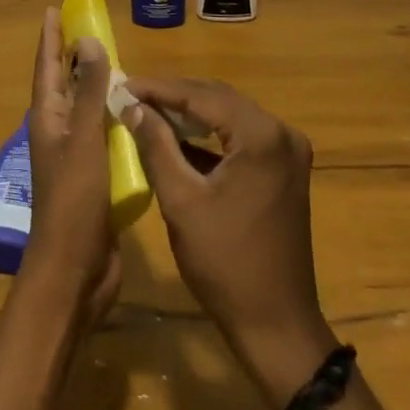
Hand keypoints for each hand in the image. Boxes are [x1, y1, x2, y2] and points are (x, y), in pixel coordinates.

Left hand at [19, 9, 119, 330]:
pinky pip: (105, 135)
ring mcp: (76, 156)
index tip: (55, 10)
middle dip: (74, 56)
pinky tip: (137, 114)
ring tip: (119, 63)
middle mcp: (59, 132)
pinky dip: (116, 118)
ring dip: (98, 86)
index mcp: (48, 119)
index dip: (50, 39)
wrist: (75, 270)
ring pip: (87, 109)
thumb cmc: (74, 201)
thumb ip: (89, 91)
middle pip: (65, 84)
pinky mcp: (95, 176)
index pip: (47, 67)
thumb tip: (88, 41)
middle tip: (93, 28)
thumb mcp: (84, 139)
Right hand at [124, 78, 338, 407]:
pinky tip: (177, 136)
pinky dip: (209, 136)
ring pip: (229, 116)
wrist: (276, 324)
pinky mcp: (284, 170)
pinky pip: (241, 138)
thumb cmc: (225, 263)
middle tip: (131, 95)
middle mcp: (281, 133)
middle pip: (218, 99)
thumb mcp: (181, 201)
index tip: (122, 84)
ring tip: (146, 110)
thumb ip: (156, 146)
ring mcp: (287, 151)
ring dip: (190, 113)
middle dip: (173, 96)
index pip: (202, 96)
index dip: (158, 88)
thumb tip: (132, 107)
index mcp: (261, 136)